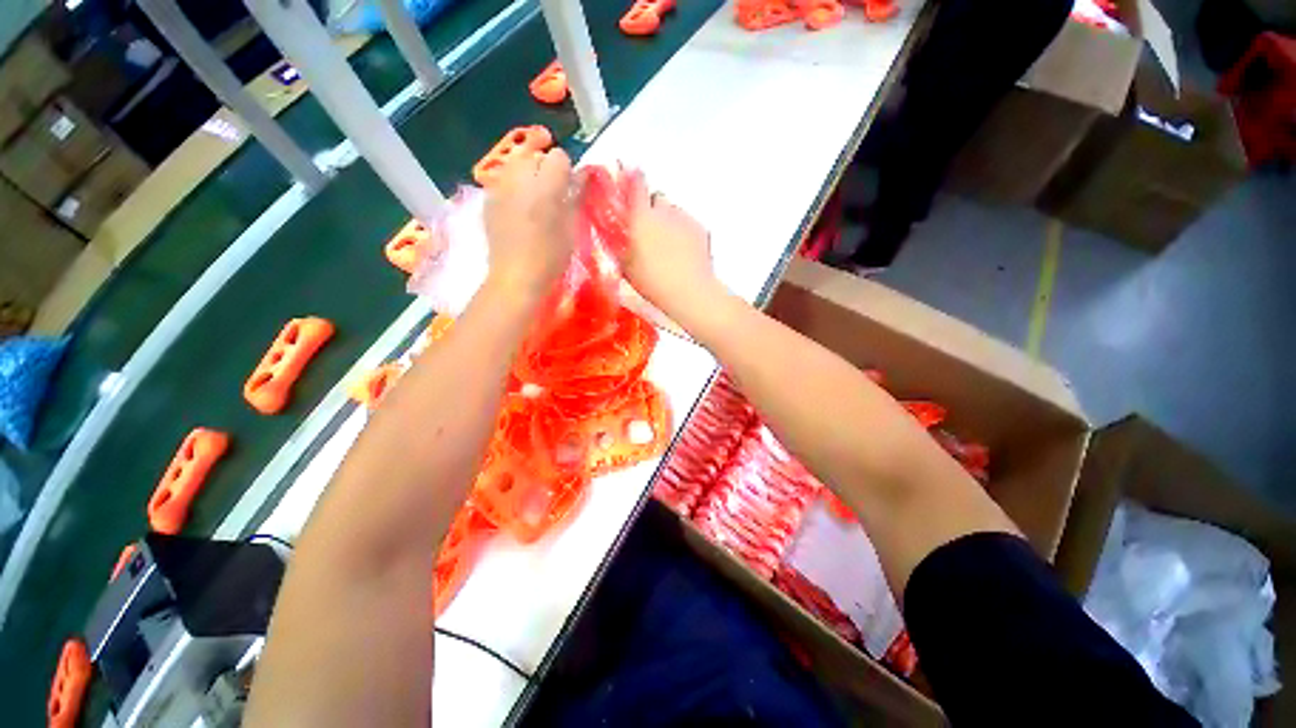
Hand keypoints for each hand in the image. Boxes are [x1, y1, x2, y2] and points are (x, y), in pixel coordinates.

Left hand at [483, 149, 574, 300]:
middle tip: (551, 195)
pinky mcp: (488, 198)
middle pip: (535, 156)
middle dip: (544, 169)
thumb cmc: (551, 256)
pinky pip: (504, 181)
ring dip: (527, 176)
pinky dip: (513, 188)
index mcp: (546, 185)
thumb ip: (576, 196)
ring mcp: (500, 186)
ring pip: (516, 165)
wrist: (516, 275)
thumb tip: (583, 174)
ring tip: (533, 200)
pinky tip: (517, 211)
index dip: (566, 171)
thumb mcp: (571, 227)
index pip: (558, 157)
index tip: (568, 189)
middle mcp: (520, 178)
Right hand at [622, 185, 724, 320]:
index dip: (633, 178)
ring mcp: (684, 218)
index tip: (630, 178)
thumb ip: (620, 245)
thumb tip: (615, 236)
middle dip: (652, 207)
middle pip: (657, 197)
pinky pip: (688, 222)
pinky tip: (683, 251)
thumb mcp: (626, 266)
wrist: (689, 291)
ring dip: (668, 220)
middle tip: (648, 229)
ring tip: (668, 244)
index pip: (636, 184)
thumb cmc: (652, 281)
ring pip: (673, 210)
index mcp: (641, 217)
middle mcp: (663, 211)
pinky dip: (684, 231)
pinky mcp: (700, 229)